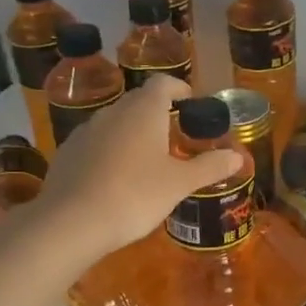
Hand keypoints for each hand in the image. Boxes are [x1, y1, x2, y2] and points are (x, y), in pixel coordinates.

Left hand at [31, 78, 245, 259]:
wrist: (71, 222)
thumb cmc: (134, 195)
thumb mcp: (179, 184)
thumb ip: (210, 167)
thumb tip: (237, 156)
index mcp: (143, 110)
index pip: (163, 83)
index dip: (179, 89)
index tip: (191, 103)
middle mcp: (113, 112)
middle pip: (139, 101)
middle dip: (158, 112)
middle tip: (175, 134)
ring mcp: (85, 131)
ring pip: (116, 122)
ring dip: (133, 132)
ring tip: (147, 159)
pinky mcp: (68, 153)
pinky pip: (96, 143)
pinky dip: (111, 150)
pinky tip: (116, 178)